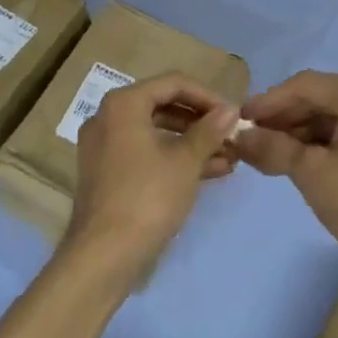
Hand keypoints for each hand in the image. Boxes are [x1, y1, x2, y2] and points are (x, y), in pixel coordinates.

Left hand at [67, 73, 239, 279]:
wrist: (104, 255)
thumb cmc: (148, 197)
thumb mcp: (185, 161)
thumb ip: (209, 130)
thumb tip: (231, 109)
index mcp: (123, 104)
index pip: (173, 83)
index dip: (207, 96)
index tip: (233, 115)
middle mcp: (108, 117)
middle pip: (163, 106)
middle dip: (201, 122)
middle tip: (232, 136)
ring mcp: (105, 146)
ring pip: (156, 132)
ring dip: (192, 142)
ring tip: (229, 157)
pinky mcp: (108, 173)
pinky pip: (146, 153)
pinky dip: (174, 158)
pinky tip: (210, 172)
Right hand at [234, 72, 337, 282]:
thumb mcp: (310, 171)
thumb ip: (272, 146)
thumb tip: (239, 135)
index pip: (303, 86)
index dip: (267, 102)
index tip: (238, 121)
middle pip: (316, 98)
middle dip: (281, 119)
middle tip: (248, 140)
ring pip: (328, 117)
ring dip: (295, 133)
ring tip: (264, 155)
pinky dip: (316, 145)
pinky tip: (291, 162)